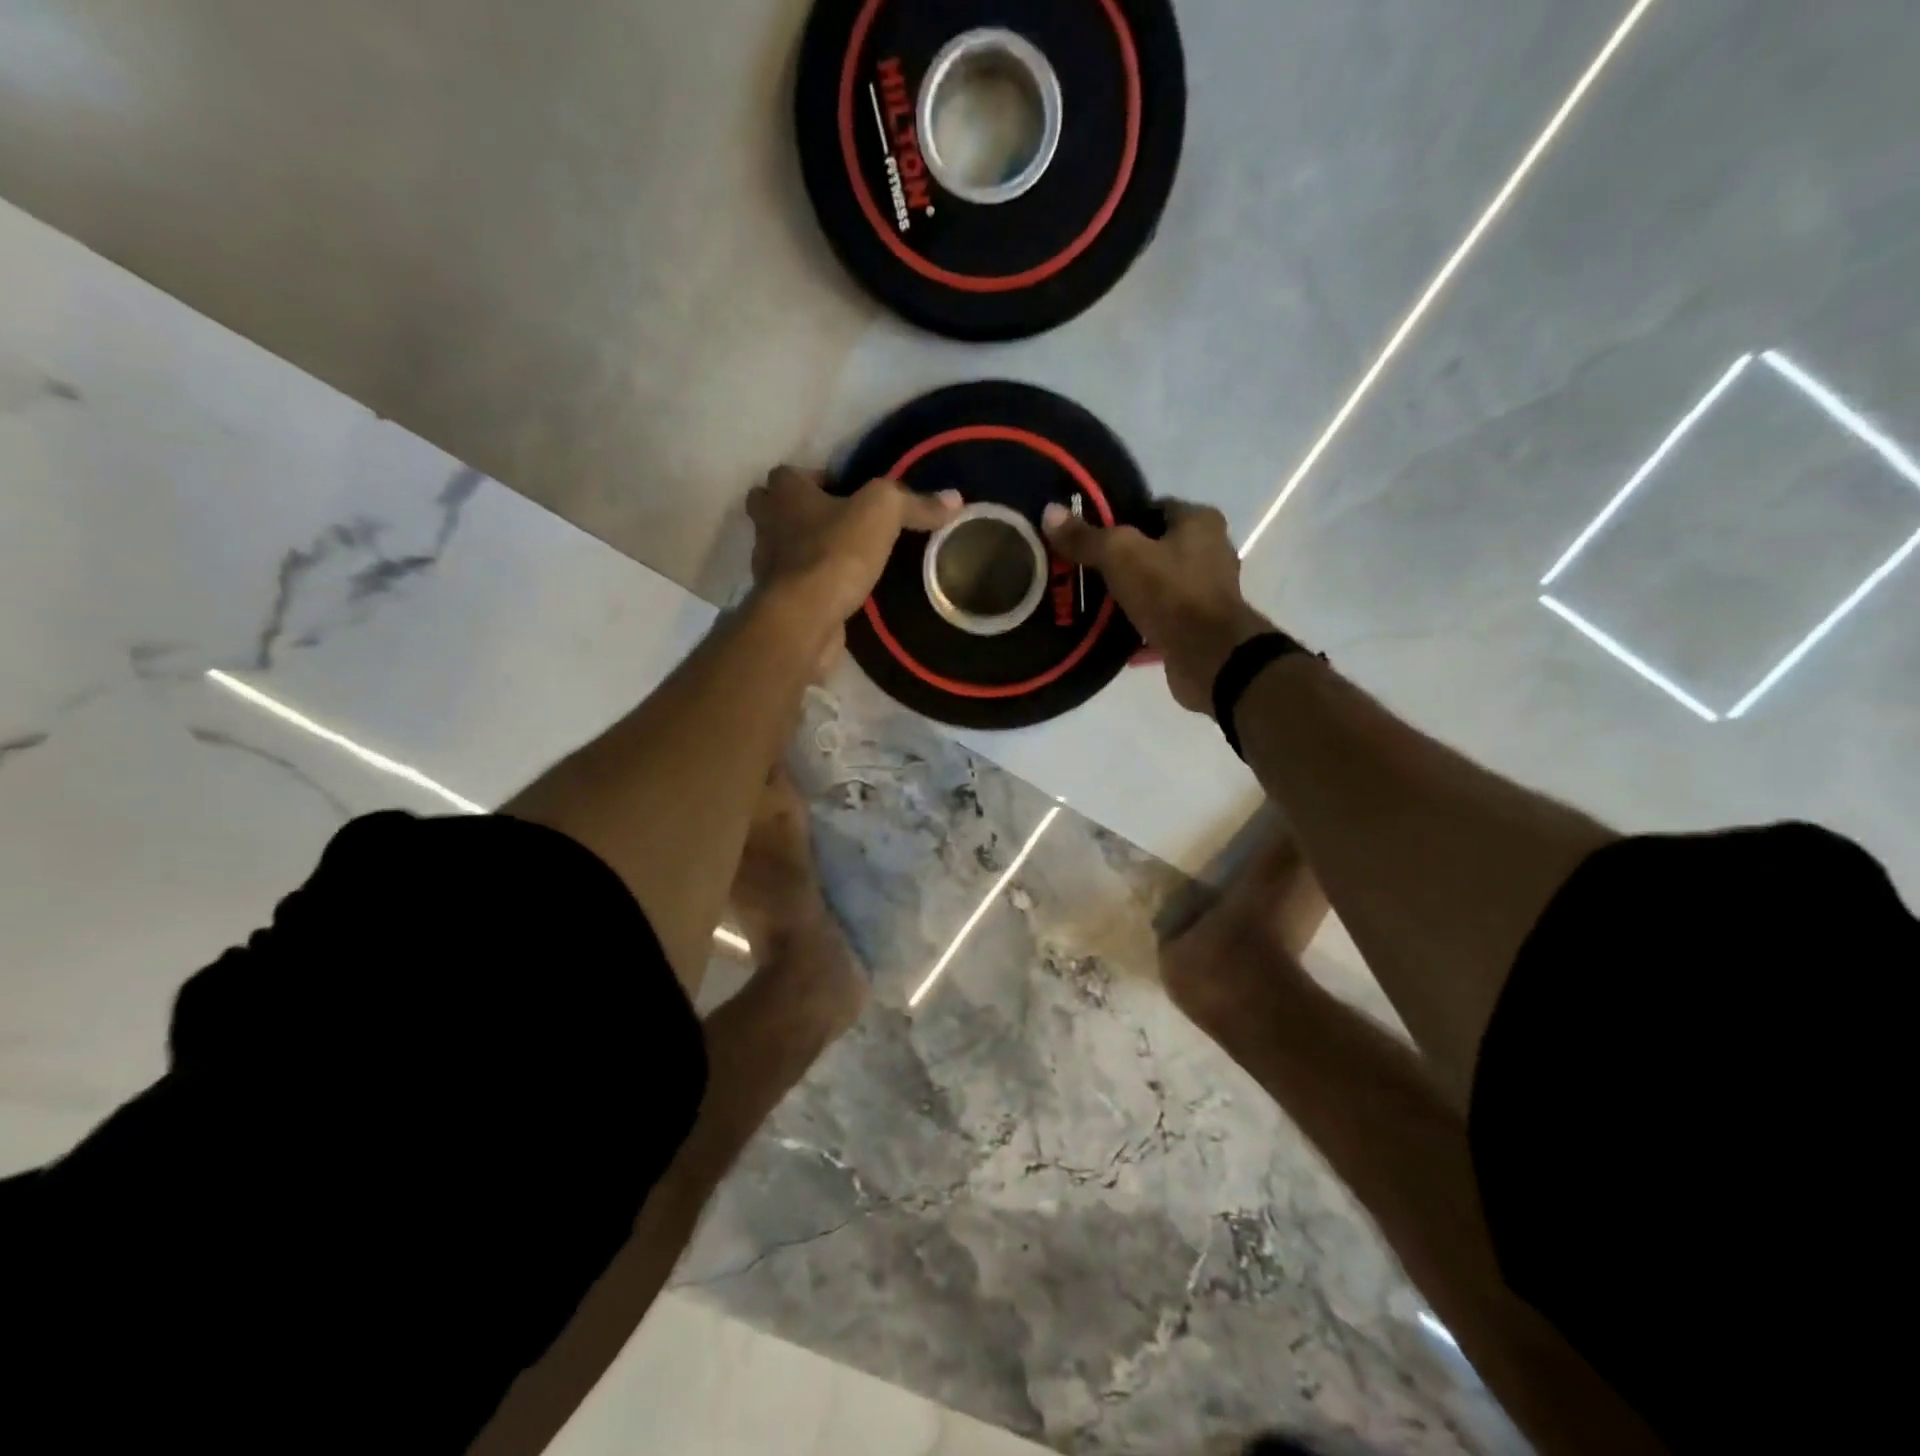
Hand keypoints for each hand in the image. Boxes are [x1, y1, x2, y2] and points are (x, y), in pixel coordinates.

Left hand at [749, 467, 960, 624]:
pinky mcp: (779, 602)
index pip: (788, 474)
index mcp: (784, 493)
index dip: (814, 478)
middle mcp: (767, 526)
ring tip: (844, 559)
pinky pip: (796, 585)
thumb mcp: (883, 513)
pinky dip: (813, 586)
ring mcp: (767, 567)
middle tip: (836, 522)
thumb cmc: (836, 552)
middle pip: (773, 509)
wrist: (806, 617)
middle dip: (797, 512)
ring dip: (805, 550)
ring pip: (782, 549)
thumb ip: (915, 503)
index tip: (844, 492)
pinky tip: (841, 592)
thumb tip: (954, 499)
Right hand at [1042, 499, 1275, 712]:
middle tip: (1083, 571)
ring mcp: (1208, 591)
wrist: (1209, 657)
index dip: (1119, 519)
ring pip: (1158, 584)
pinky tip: (1112, 631)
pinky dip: (1140, 623)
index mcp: (1200, 522)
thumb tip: (1049, 513)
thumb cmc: (1170, 593)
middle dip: (1122, 560)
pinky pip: (1162, 617)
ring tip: (1092, 601)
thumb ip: (1086, 537)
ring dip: (1131, 593)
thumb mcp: (1120, 557)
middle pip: (1155, 548)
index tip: (1089, 537)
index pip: (1152, 508)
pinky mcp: (1200, 627)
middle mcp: (1211, 551)